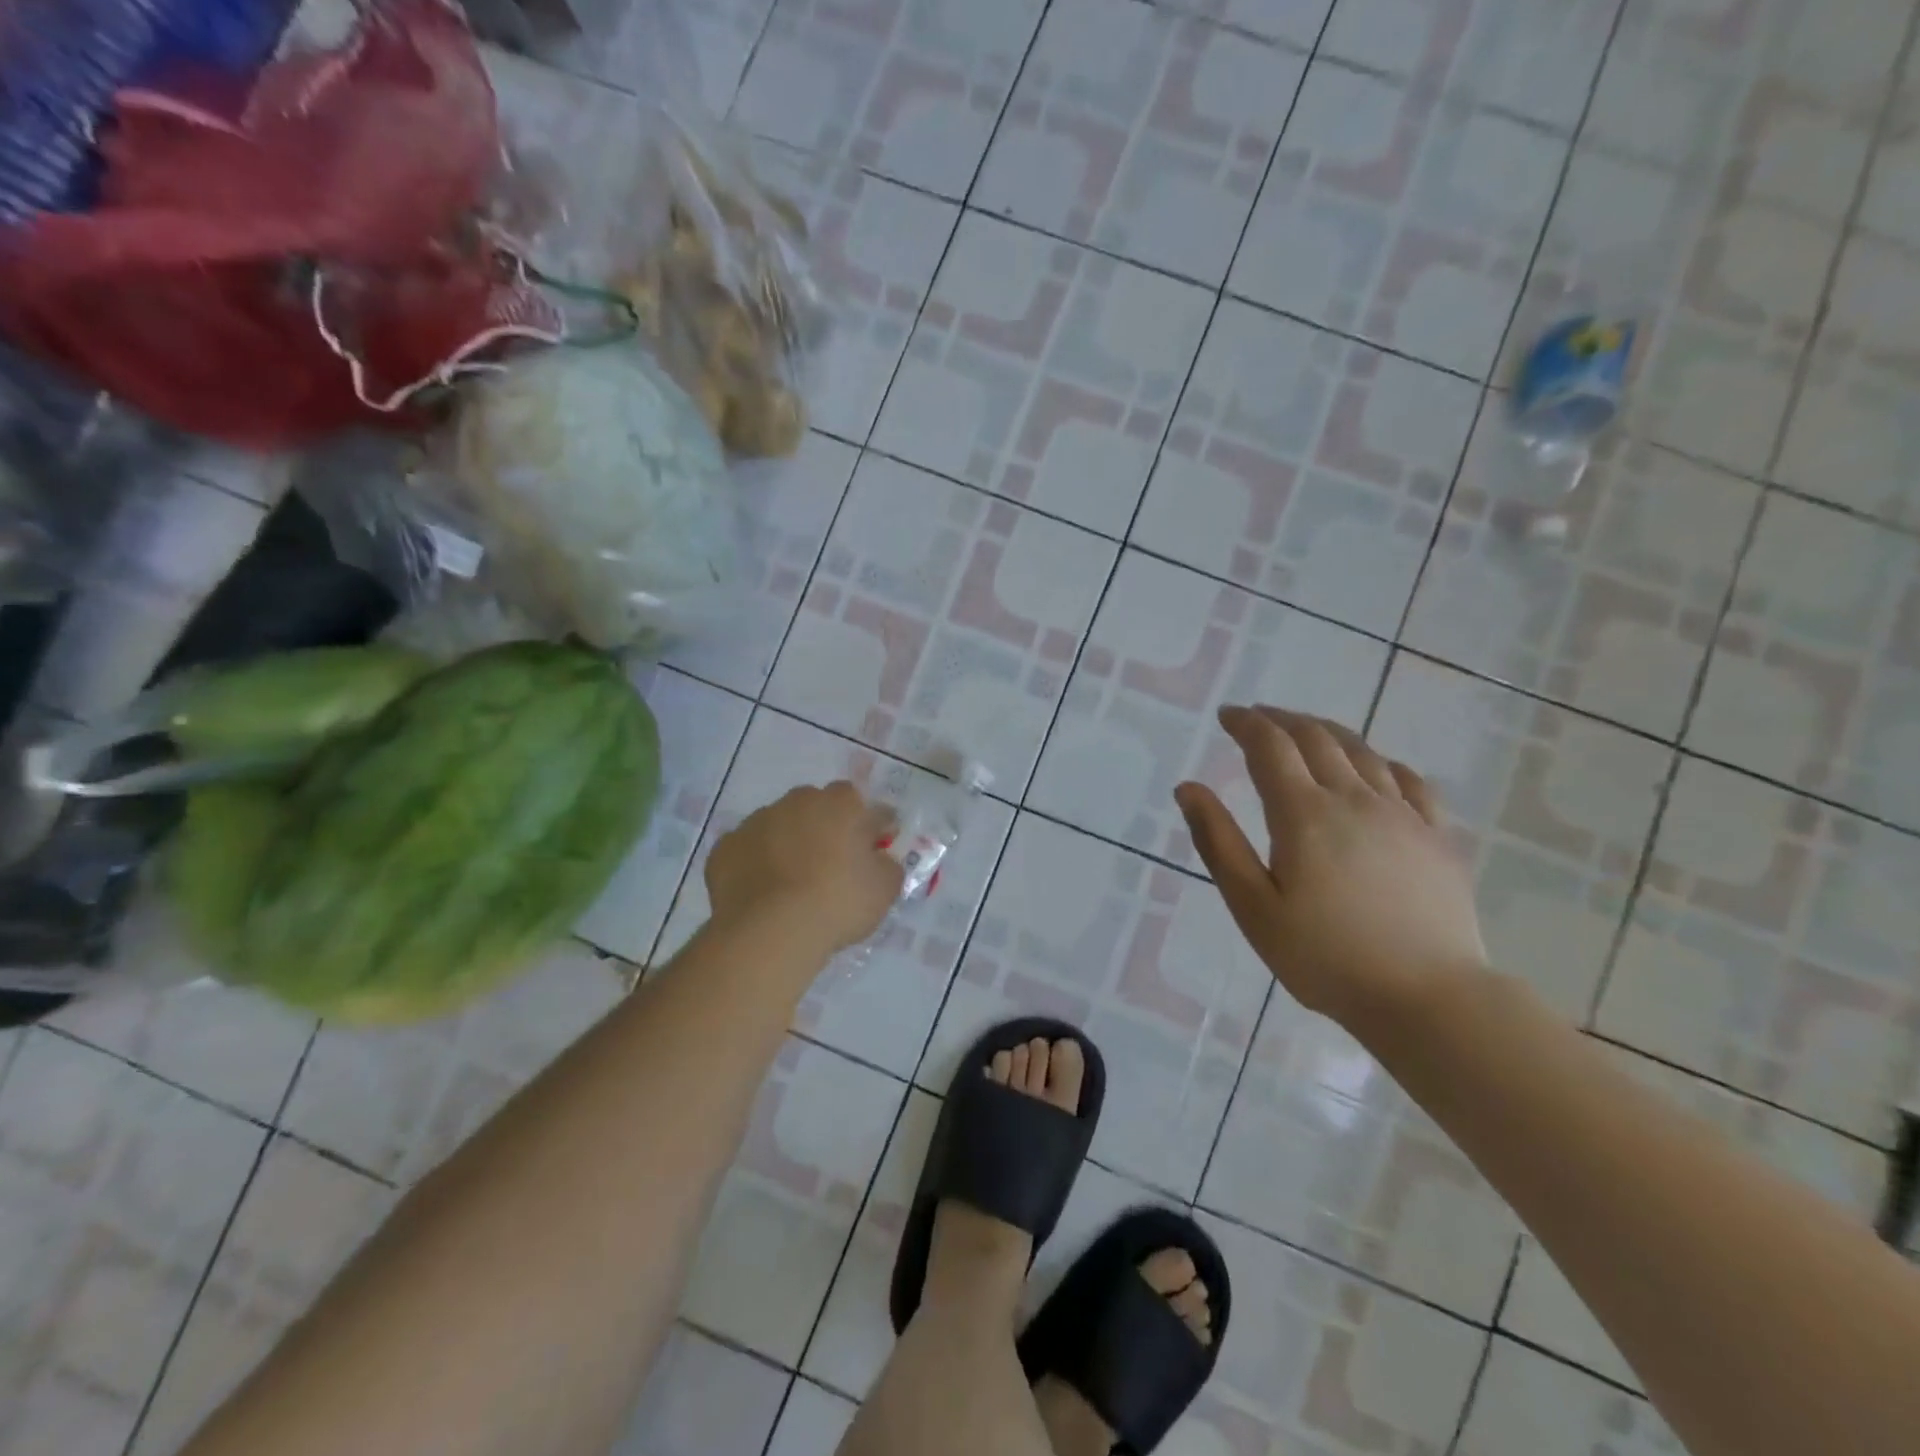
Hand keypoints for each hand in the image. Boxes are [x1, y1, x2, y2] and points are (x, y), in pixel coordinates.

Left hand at [705, 781, 903, 955]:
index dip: (870, 827)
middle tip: (831, 866)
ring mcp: (757, 821)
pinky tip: (762, 892)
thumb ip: (888, 865)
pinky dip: (755, 864)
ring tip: (793, 883)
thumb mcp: (885, 889)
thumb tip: (879, 858)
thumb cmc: (837, 903)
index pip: (863, 805)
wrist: (770, 931)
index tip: (873, 851)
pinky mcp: (726, 847)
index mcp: (841, 803)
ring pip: (779, 825)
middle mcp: (798, 801)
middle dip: (825, 828)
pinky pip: (747, 850)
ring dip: (788, 843)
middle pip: (817, 807)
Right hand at [1175, 706, 1488, 1035]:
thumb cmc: (1324, 957)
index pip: (1270, 746)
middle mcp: (1354, 799)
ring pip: (1362, 751)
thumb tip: (1188, 788)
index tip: (1227, 715)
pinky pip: (1410, 781)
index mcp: (1304, 813)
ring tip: (1306, 730)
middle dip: (1282, 719)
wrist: (1427, 997)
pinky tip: (1375, 767)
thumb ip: (1218, 842)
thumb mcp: (1252, 906)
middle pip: (1316, 738)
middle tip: (1258, 716)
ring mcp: (1403, 814)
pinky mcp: (1437, 836)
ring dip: (1327, 731)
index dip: (1246, 723)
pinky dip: (1382, 762)